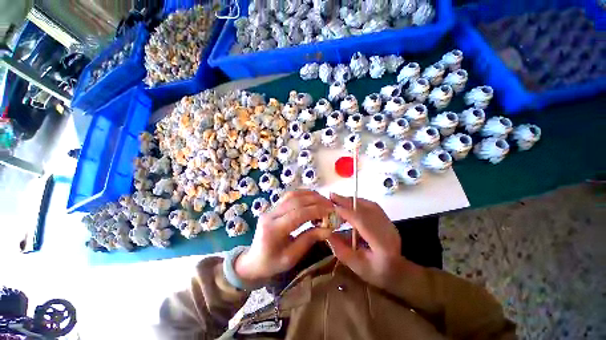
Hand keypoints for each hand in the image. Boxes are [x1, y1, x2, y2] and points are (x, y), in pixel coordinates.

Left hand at [235, 190, 333, 286]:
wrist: (253, 261)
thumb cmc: (272, 264)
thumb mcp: (292, 257)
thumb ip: (309, 240)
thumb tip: (329, 229)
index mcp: (274, 230)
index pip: (298, 214)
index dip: (316, 210)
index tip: (331, 211)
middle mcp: (271, 215)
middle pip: (296, 200)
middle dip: (316, 201)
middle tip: (331, 205)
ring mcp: (271, 209)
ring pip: (292, 194)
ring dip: (310, 195)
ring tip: (324, 201)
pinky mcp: (273, 207)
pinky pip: (289, 196)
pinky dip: (303, 194)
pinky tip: (312, 198)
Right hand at [327, 193, 409, 289]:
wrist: (399, 272)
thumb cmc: (377, 273)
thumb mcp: (356, 266)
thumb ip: (340, 249)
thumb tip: (326, 232)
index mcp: (382, 245)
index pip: (362, 222)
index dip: (346, 212)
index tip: (332, 207)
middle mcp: (388, 230)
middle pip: (366, 209)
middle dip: (347, 201)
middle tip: (332, 196)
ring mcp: (389, 223)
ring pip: (369, 205)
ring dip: (352, 200)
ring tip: (337, 198)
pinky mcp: (387, 219)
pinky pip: (371, 206)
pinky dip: (358, 202)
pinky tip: (349, 203)